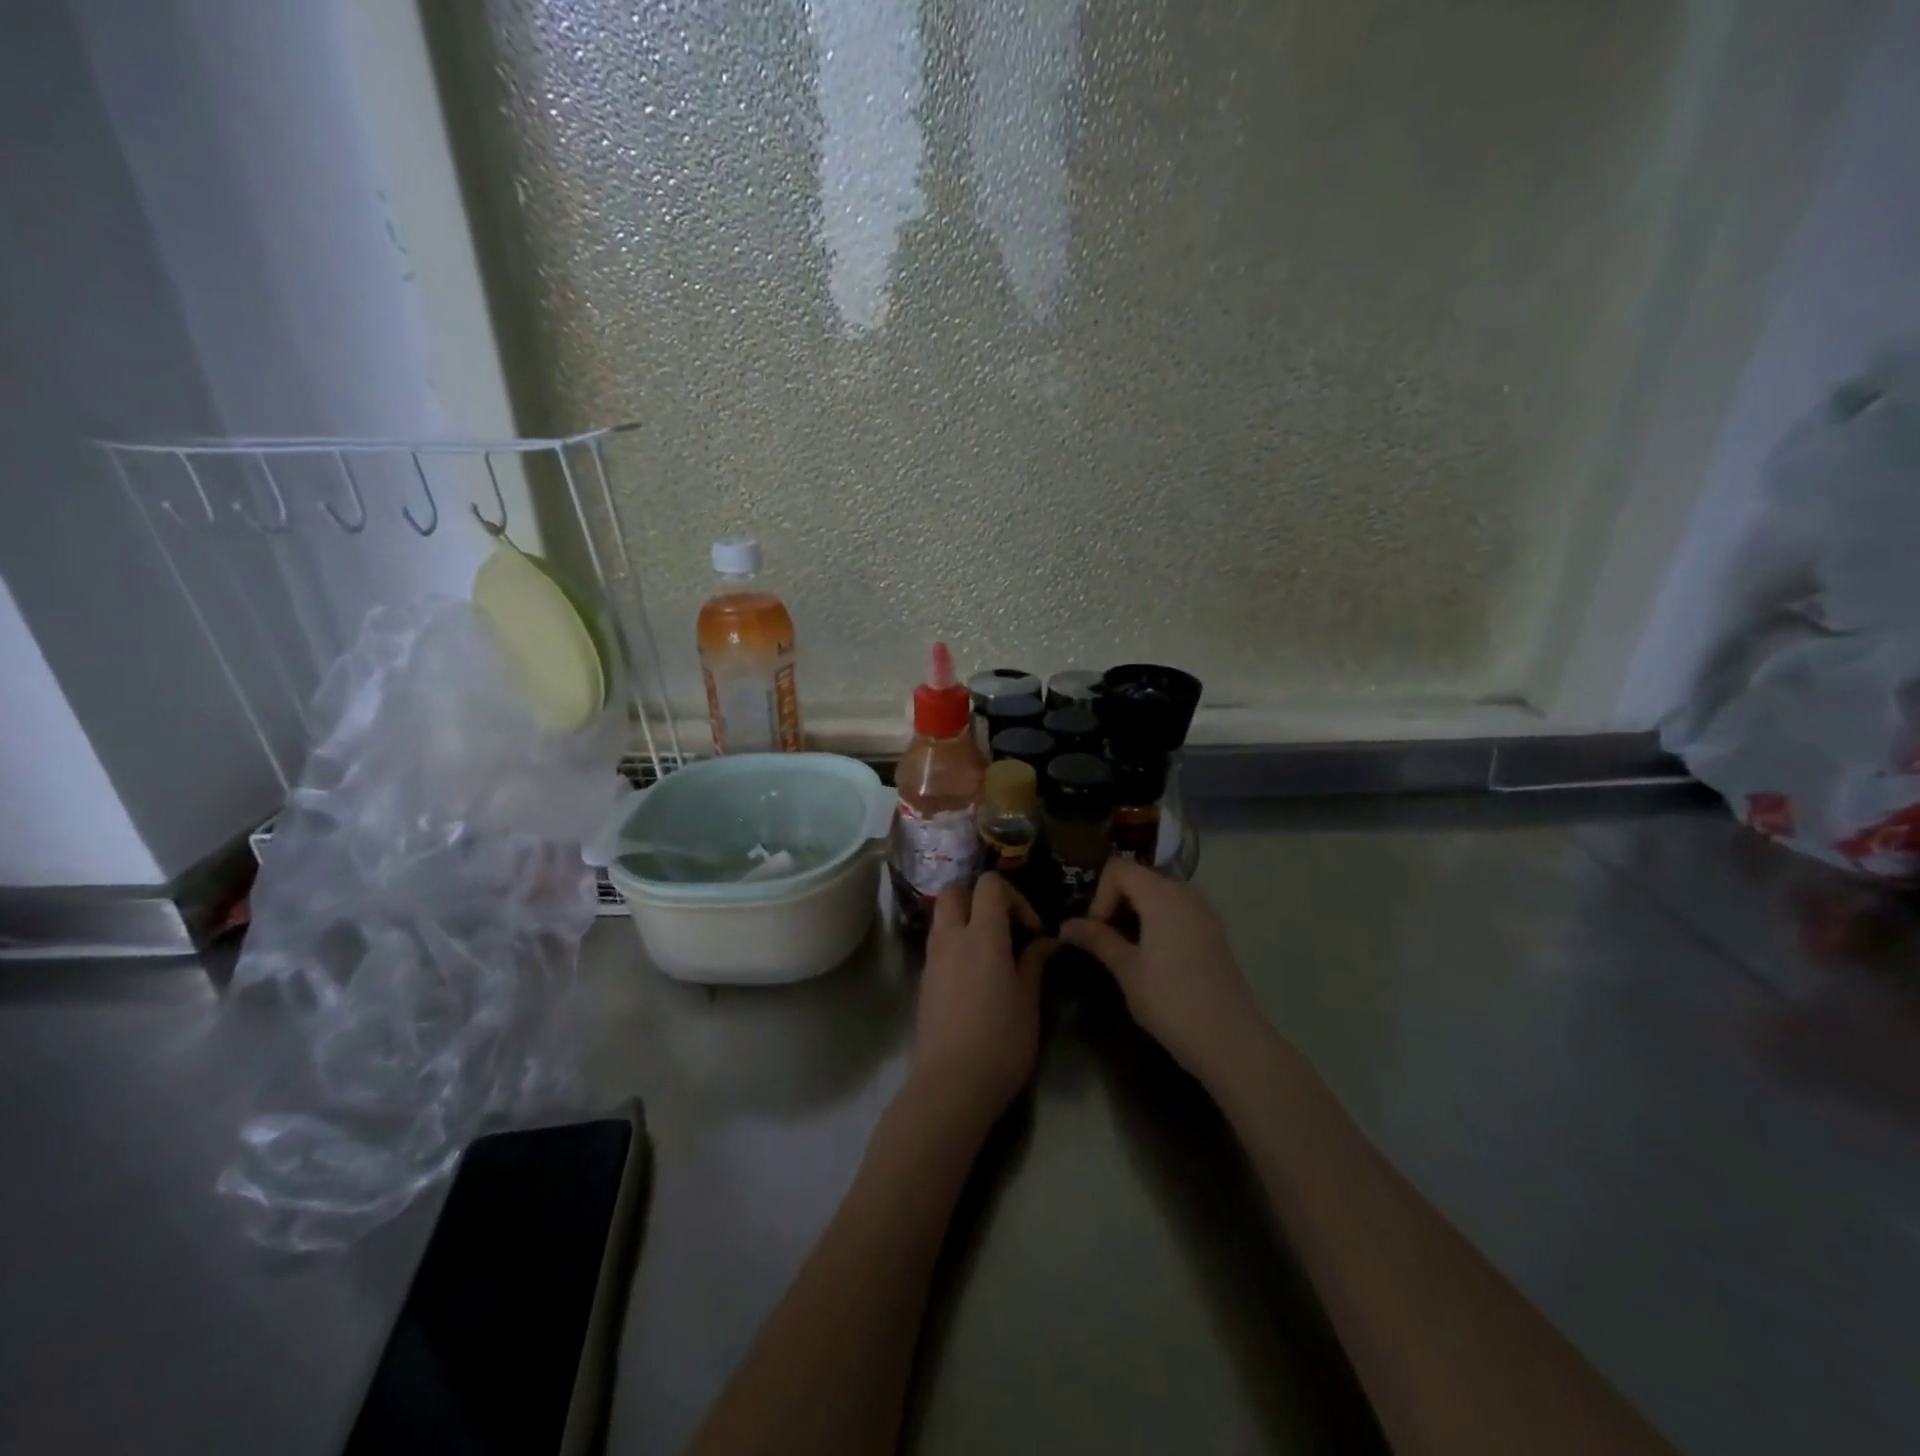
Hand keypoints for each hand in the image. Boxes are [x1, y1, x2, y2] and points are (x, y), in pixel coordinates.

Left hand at [911, 873, 1051, 1125]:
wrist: (950, 1085)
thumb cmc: (1000, 1041)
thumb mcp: (1028, 1001)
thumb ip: (1034, 962)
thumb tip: (1044, 942)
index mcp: (982, 935)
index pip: (990, 885)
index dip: (1015, 897)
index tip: (1032, 929)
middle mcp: (951, 938)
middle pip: (955, 891)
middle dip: (980, 899)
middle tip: (1004, 927)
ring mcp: (932, 959)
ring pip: (943, 917)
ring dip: (966, 921)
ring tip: (993, 953)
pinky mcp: (924, 981)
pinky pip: (939, 945)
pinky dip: (957, 945)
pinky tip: (976, 977)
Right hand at [1061, 858, 1261, 1079]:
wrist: (1229, 1040)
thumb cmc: (1170, 1000)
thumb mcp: (1126, 969)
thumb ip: (1097, 939)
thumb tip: (1066, 925)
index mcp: (1162, 894)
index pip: (1118, 869)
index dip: (1099, 895)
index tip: (1096, 931)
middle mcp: (1185, 893)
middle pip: (1139, 878)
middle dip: (1115, 903)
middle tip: (1103, 940)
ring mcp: (1204, 912)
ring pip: (1159, 895)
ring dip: (1136, 913)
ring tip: (1125, 949)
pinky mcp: (1213, 932)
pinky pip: (1177, 911)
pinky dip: (1157, 922)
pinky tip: (1152, 957)